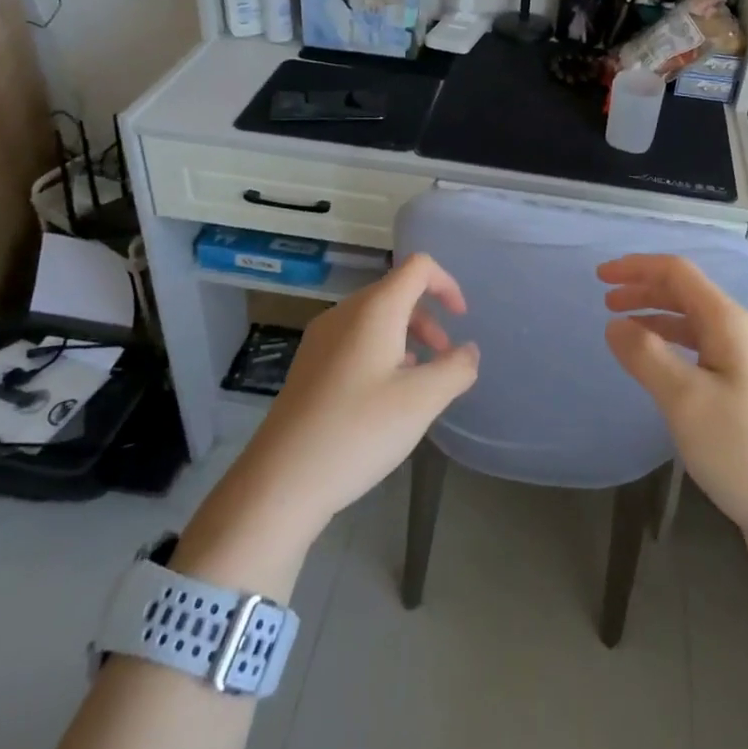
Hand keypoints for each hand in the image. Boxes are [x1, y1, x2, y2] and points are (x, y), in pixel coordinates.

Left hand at [228, 254, 480, 546]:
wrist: (280, 481)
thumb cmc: (358, 430)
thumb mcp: (422, 401)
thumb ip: (455, 369)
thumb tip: (468, 351)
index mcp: (374, 309)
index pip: (418, 267)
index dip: (446, 283)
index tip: (462, 318)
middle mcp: (344, 313)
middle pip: (396, 292)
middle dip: (428, 318)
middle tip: (444, 359)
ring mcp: (321, 339)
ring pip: (375, 319)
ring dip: (406, 338)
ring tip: (418, 381)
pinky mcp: (309, 366)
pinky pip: (355, 342)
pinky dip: (381, 353)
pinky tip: (383, 398)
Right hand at [600, 254, 747, 571]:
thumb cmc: (744, 450)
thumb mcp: (686, 400)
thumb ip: (646, 356)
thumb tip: (615, 323)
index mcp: (729, 323)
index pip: (678, 273)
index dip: (637, 267)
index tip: (599, 276)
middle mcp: (741, 335)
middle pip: (687, 295)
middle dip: (644, 290)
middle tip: (605, 302)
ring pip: (694, 325)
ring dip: (656, 319)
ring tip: (623, 332)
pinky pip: (702, 353)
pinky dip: (672, 348)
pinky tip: (658, 370)